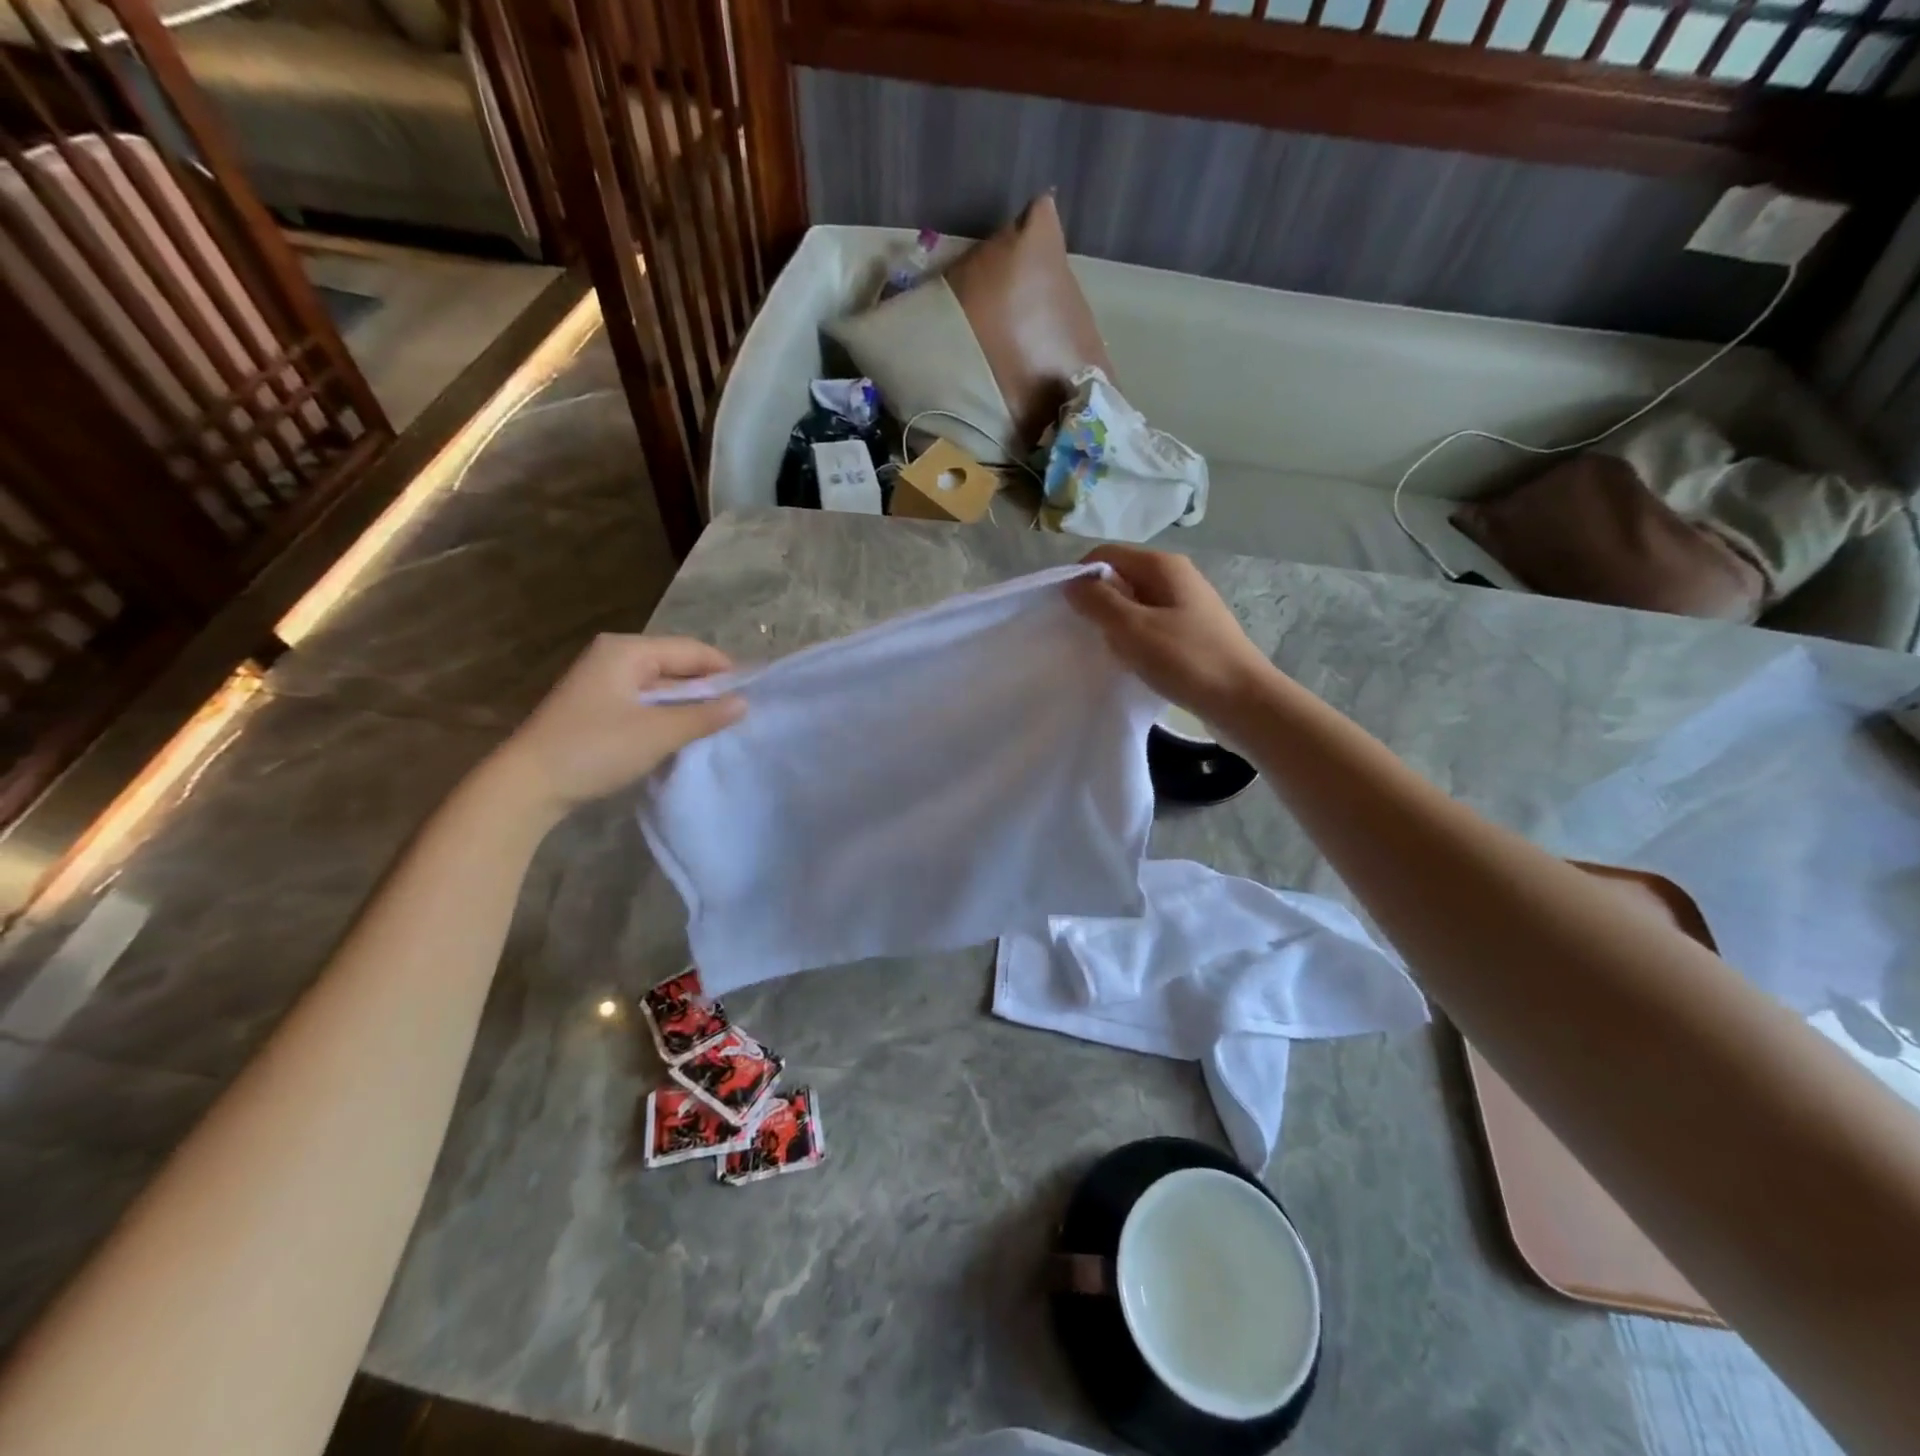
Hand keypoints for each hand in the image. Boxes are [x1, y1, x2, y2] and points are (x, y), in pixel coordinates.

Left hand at [486, 634, 744, 819]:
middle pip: (676, 664)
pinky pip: (644, 701)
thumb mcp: (658, 733)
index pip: (692, 650)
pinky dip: (666, 714)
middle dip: (707, 689)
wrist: (527, 784)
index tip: (754, 695)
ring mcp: (603, 680)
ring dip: (687, 704)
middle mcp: (614, 656)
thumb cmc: (595, 748)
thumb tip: (744, 703)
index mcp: (628, 650)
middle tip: (740, 714)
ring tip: (717, 726)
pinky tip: (682, 734)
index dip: (725, 671)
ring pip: (661, 685)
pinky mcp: (597, 705)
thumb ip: (704, 716)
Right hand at [1066, 545, 1276, 725]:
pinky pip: (1150, 625)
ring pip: (1134, 604)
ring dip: (1116, 625)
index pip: (1105, 555)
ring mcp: (1186, 604)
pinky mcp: (1191, 631)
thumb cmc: (1186, 660)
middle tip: (1086, 636)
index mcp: (1162, 565)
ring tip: (1110, 653)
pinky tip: (1133, 663)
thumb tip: (1073, 584)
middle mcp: (1176, 576)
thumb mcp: (1133, 629)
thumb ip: (1098, 602)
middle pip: (1120, 577)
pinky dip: (1135, 639)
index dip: (1080, 578)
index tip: (1066, 612)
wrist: (1243, 701)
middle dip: (1097, 603)